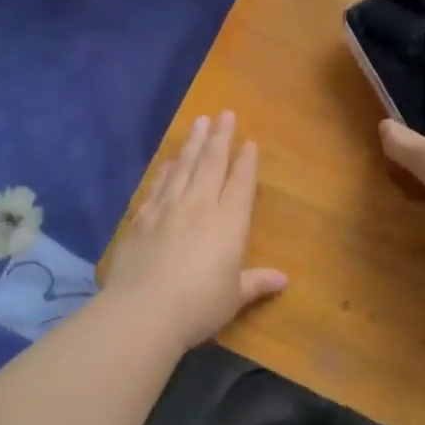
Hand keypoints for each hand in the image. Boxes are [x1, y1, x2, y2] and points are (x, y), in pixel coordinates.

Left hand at [102, 112, 287, 351]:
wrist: (143, 310)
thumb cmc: (199, 306)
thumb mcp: (234, 297)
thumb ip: (256, 282)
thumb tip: (283, 279)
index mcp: (228, 222)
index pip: (240, 183)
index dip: (246, 162)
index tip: (249, 142)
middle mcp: (199, 206)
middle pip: (211, 164)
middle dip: (220, 138)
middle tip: (224, 114)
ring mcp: (167, 209)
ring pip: (184, 167)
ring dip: (193, 144)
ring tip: (199, 123)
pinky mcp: (141, 219)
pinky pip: (157, 186)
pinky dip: (165, 171)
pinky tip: (169, 162)